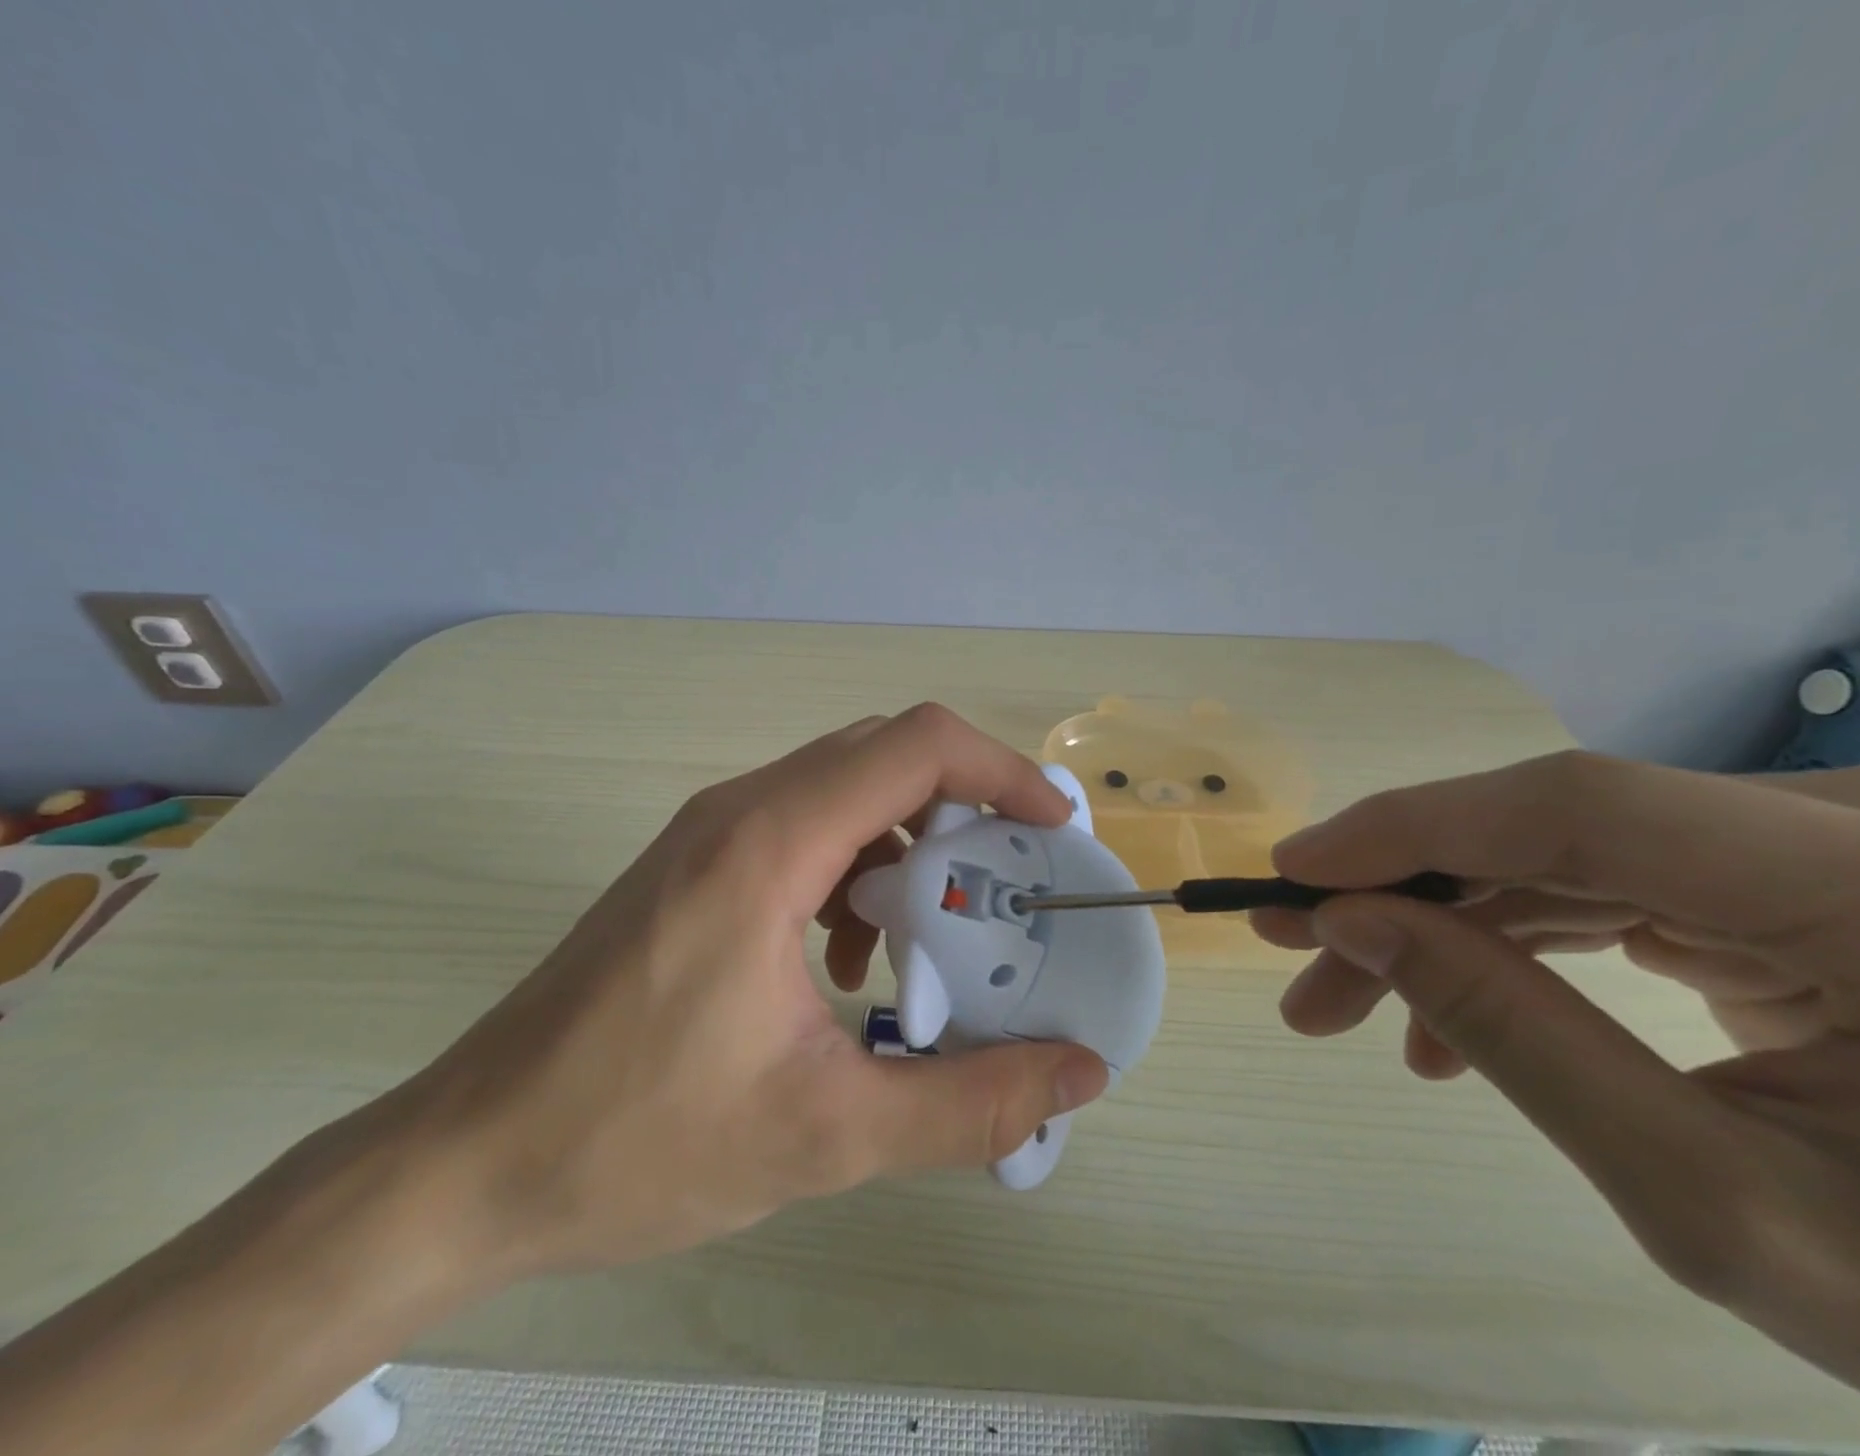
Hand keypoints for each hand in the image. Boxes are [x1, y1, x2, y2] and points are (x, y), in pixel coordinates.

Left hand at [394, 704, 1111, 1279]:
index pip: (916, 746)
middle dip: (967, 806)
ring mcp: (710, 833)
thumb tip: (1079, 1074)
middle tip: (1014, 877)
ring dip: (909, 843)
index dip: (1002, 770)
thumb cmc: (635, 1141)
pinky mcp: (695, 865)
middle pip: (885, 755)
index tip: (1053, 826)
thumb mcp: (827, 1133)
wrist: (465, 1162)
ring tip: (933, 931)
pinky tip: (851, 958)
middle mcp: (741, 811)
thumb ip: (970, 1103)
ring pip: (846, 791)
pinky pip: (804, 829)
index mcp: (770, 844)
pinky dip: (857, 869)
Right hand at [1254, 751, 1859, 1416]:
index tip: (1293, 869)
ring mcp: (1826, 844)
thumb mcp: (1720, 1203)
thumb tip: (1350, 922)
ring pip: (1559, 851)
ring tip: (1349, 997)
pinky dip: (1508, 937)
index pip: (1583, 808)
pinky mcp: (1788, 873)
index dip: (1416, 827)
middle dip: (1405, 891)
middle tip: (1296, 952)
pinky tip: (1448, 1011)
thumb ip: (1518, 1040)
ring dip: (1441, 920)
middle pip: (1554, 828)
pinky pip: (1601, 879)